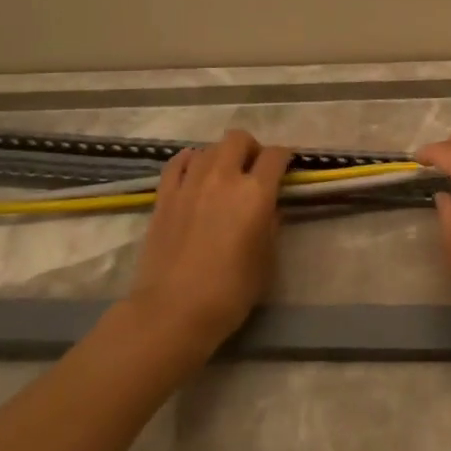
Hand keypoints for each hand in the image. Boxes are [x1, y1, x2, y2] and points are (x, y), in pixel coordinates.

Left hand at [126, 129, 292, 353]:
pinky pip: (178, 163)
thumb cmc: (230, 291)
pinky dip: (190, 161)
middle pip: (238, 139)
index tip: (287, 168)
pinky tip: (195, 174)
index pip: (275, 156)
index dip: (285, 157)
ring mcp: (189, 184)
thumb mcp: (266, 260)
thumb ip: (271, 226)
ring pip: (209, 148)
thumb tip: (269, 208)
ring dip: (222, 156)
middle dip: (251, 148)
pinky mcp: (164, 197)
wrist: (173, 311)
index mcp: (255, 193)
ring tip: (224, 176)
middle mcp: (223, 178)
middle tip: (254, 169)